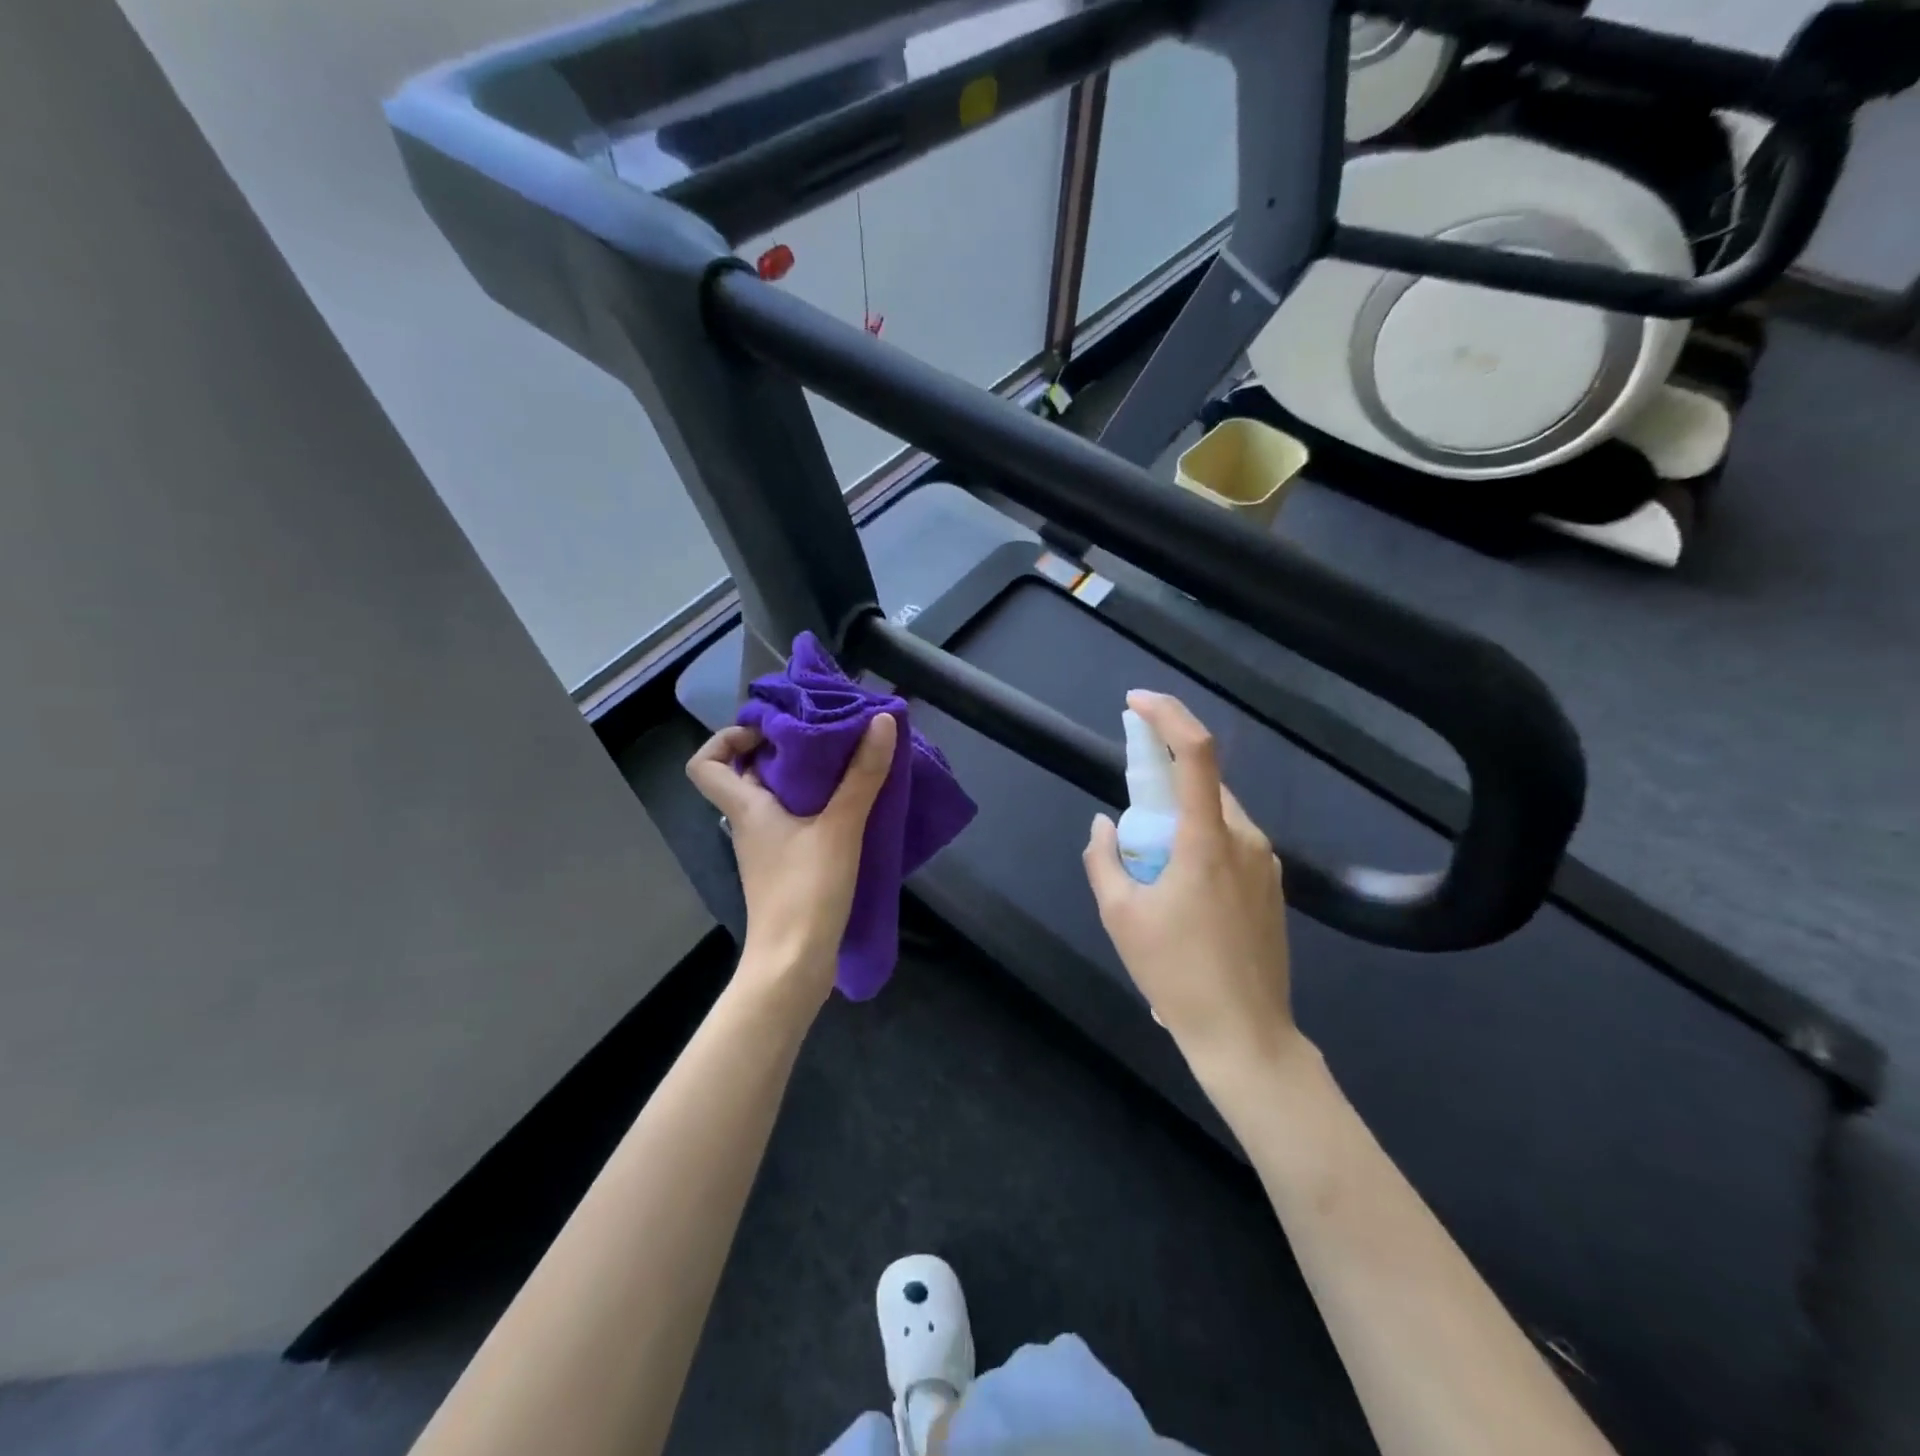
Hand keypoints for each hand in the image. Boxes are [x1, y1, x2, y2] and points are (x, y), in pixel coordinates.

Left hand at [686, 714, 897, 1006]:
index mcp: (747, 809)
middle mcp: (750, 825)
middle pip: (749, 776)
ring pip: (777, 800)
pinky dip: (818, 808)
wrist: (794, 964)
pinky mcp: (788, 870)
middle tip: (825, 736)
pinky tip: (853, 807)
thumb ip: (861, 775)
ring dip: (806, 780)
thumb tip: (881, 720)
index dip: (726, 739)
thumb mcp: (839, 827)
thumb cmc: (805, 891)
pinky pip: (796, 823)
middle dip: (784, 751)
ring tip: (847, 764)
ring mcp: (768, 850)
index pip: (706, 764)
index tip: (769, 731)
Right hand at [1083, 692, 1300, 1079]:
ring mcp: (1266, 864)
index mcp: (1207, 841)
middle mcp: (1246, 840)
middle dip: (1163, 784)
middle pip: (1203, 785)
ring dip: (1180, 820)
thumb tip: (1104, 824)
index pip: (1195, 753)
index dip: (1167, 716)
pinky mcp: (1273, 887)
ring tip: (1153, 872)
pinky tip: (1182, 894)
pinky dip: (1200, 845)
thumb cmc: (1176, 974)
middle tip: (1130, 816)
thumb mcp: (1120, 916)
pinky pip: (1230, 844)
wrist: (1246, 1036)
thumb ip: (1104, 858)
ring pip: (1217, 816)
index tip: (1135, 703)